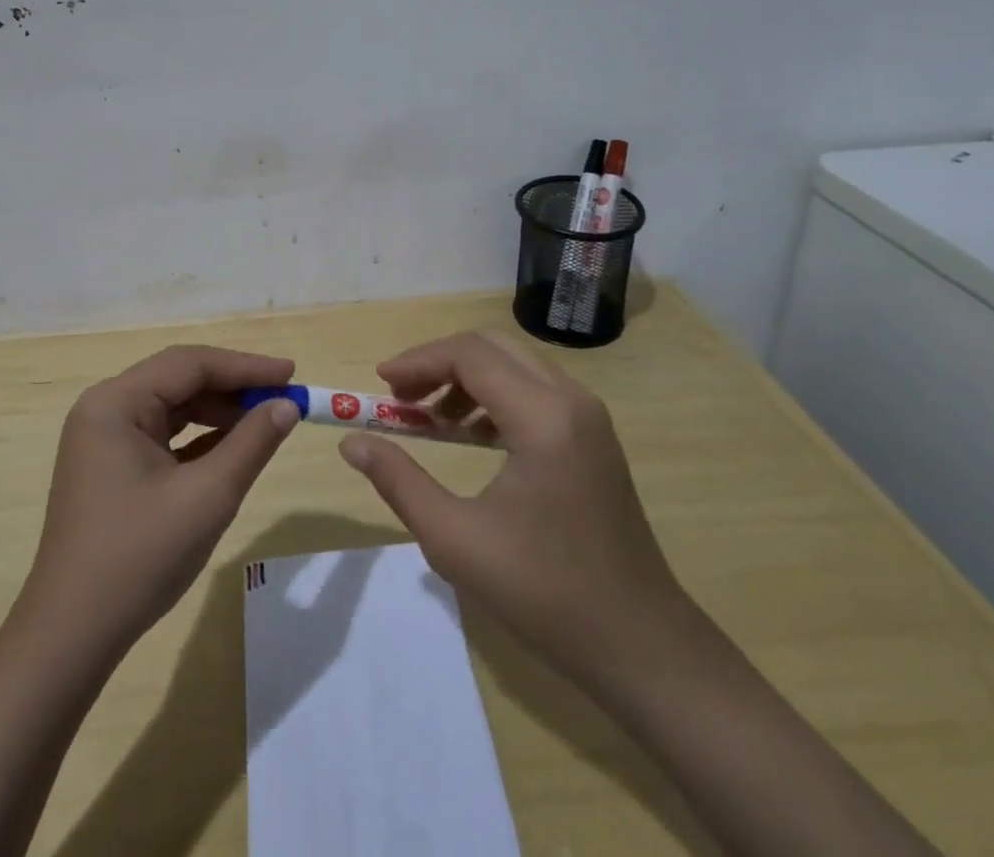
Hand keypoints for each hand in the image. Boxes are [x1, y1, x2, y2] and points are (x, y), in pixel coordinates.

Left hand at [18, 344, 299, 654]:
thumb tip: (287, 406)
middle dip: (233, 387)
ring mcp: (104, 438)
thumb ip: (252, 443)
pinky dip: (199, 436)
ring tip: (265, 420)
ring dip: (219, 411)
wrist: (71, 637)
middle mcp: (105, 408)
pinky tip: (234, 445)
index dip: (245, 366)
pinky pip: (162, 434)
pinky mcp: (110, 465)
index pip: (190, 364)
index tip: (291, 373)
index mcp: (115, 403)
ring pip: (172, 406)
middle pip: (179, 379)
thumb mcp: (208, 497)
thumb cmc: (139, 558)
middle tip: (283, 397)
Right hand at [339, 330, 685, 691]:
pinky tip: (469, 435)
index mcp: (542, 417)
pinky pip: (534, 391)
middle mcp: (570, 400)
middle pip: (492, 348)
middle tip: (399, 398)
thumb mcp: (455, 540)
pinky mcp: (593, 437)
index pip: (469, 355)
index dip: (418, 361)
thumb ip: (399, 481)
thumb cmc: (545, 594)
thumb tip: (351, 443)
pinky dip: (494, 397)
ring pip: (514, 366)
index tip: (379, 385)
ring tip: (427, 420)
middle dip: (439, 363)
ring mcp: (588, 417)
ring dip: (465, 379)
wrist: (641, 646)